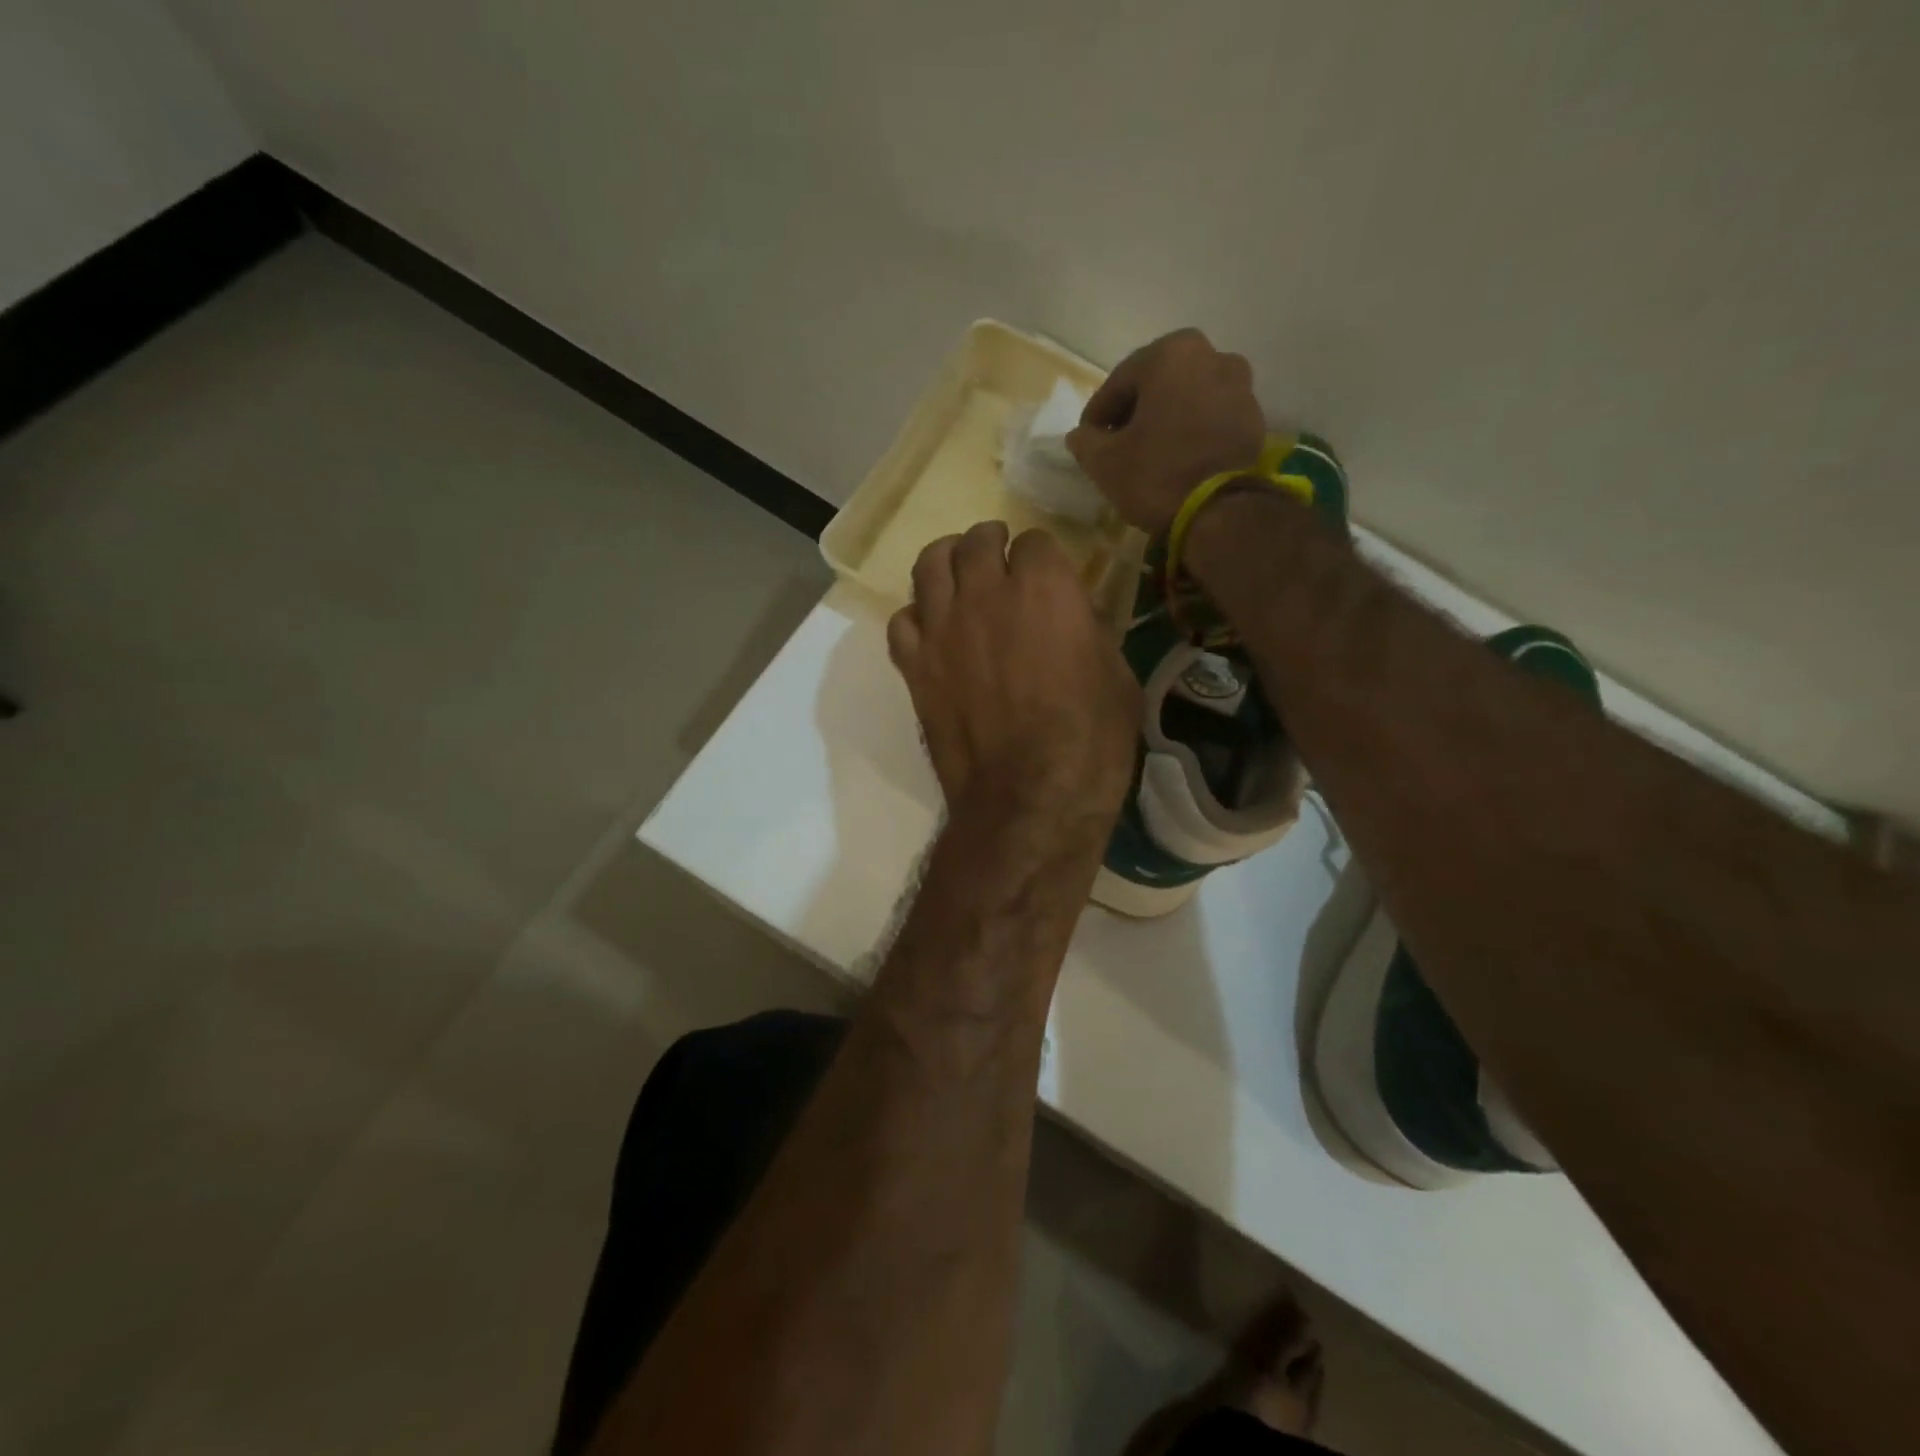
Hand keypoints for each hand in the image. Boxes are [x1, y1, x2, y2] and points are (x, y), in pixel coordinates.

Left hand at [889, 522, 1140, 825]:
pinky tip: (931, 629)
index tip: (1048, 573)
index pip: (1035, 541)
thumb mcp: (1117, 677)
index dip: (1043, 556)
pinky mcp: (914, 666)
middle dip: (991, 543)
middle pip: (976, 541)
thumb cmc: (1090, 741)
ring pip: (929, 565)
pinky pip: (901, 620)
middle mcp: (985, 594)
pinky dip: (915, 617)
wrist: (1029, 799)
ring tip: (957, 572)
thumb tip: (1075, 619)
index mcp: (1044, 588)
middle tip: (999, 558)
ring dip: (947, 561)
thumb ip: (1090, 632)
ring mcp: (942, 629)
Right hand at [1067, 328, 1266, 533]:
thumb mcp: (1105, 462)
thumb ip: (1086, 441)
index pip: (1120, 381)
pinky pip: (1210, 417)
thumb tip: (1080, 435)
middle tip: (1116, 444)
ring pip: (1187, 399)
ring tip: (1148, 453)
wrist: (1220, 512)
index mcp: (1171, 354)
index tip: (1087, 439)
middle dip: (1135, 411)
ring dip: (1165, 419)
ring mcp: (1240, 385)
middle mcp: (1212, 356)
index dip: (1098, 413)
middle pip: (1158, 384)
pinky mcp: (1254, 418)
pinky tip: (1177, 458)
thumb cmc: (1156, 474)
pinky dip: (1191, 431)